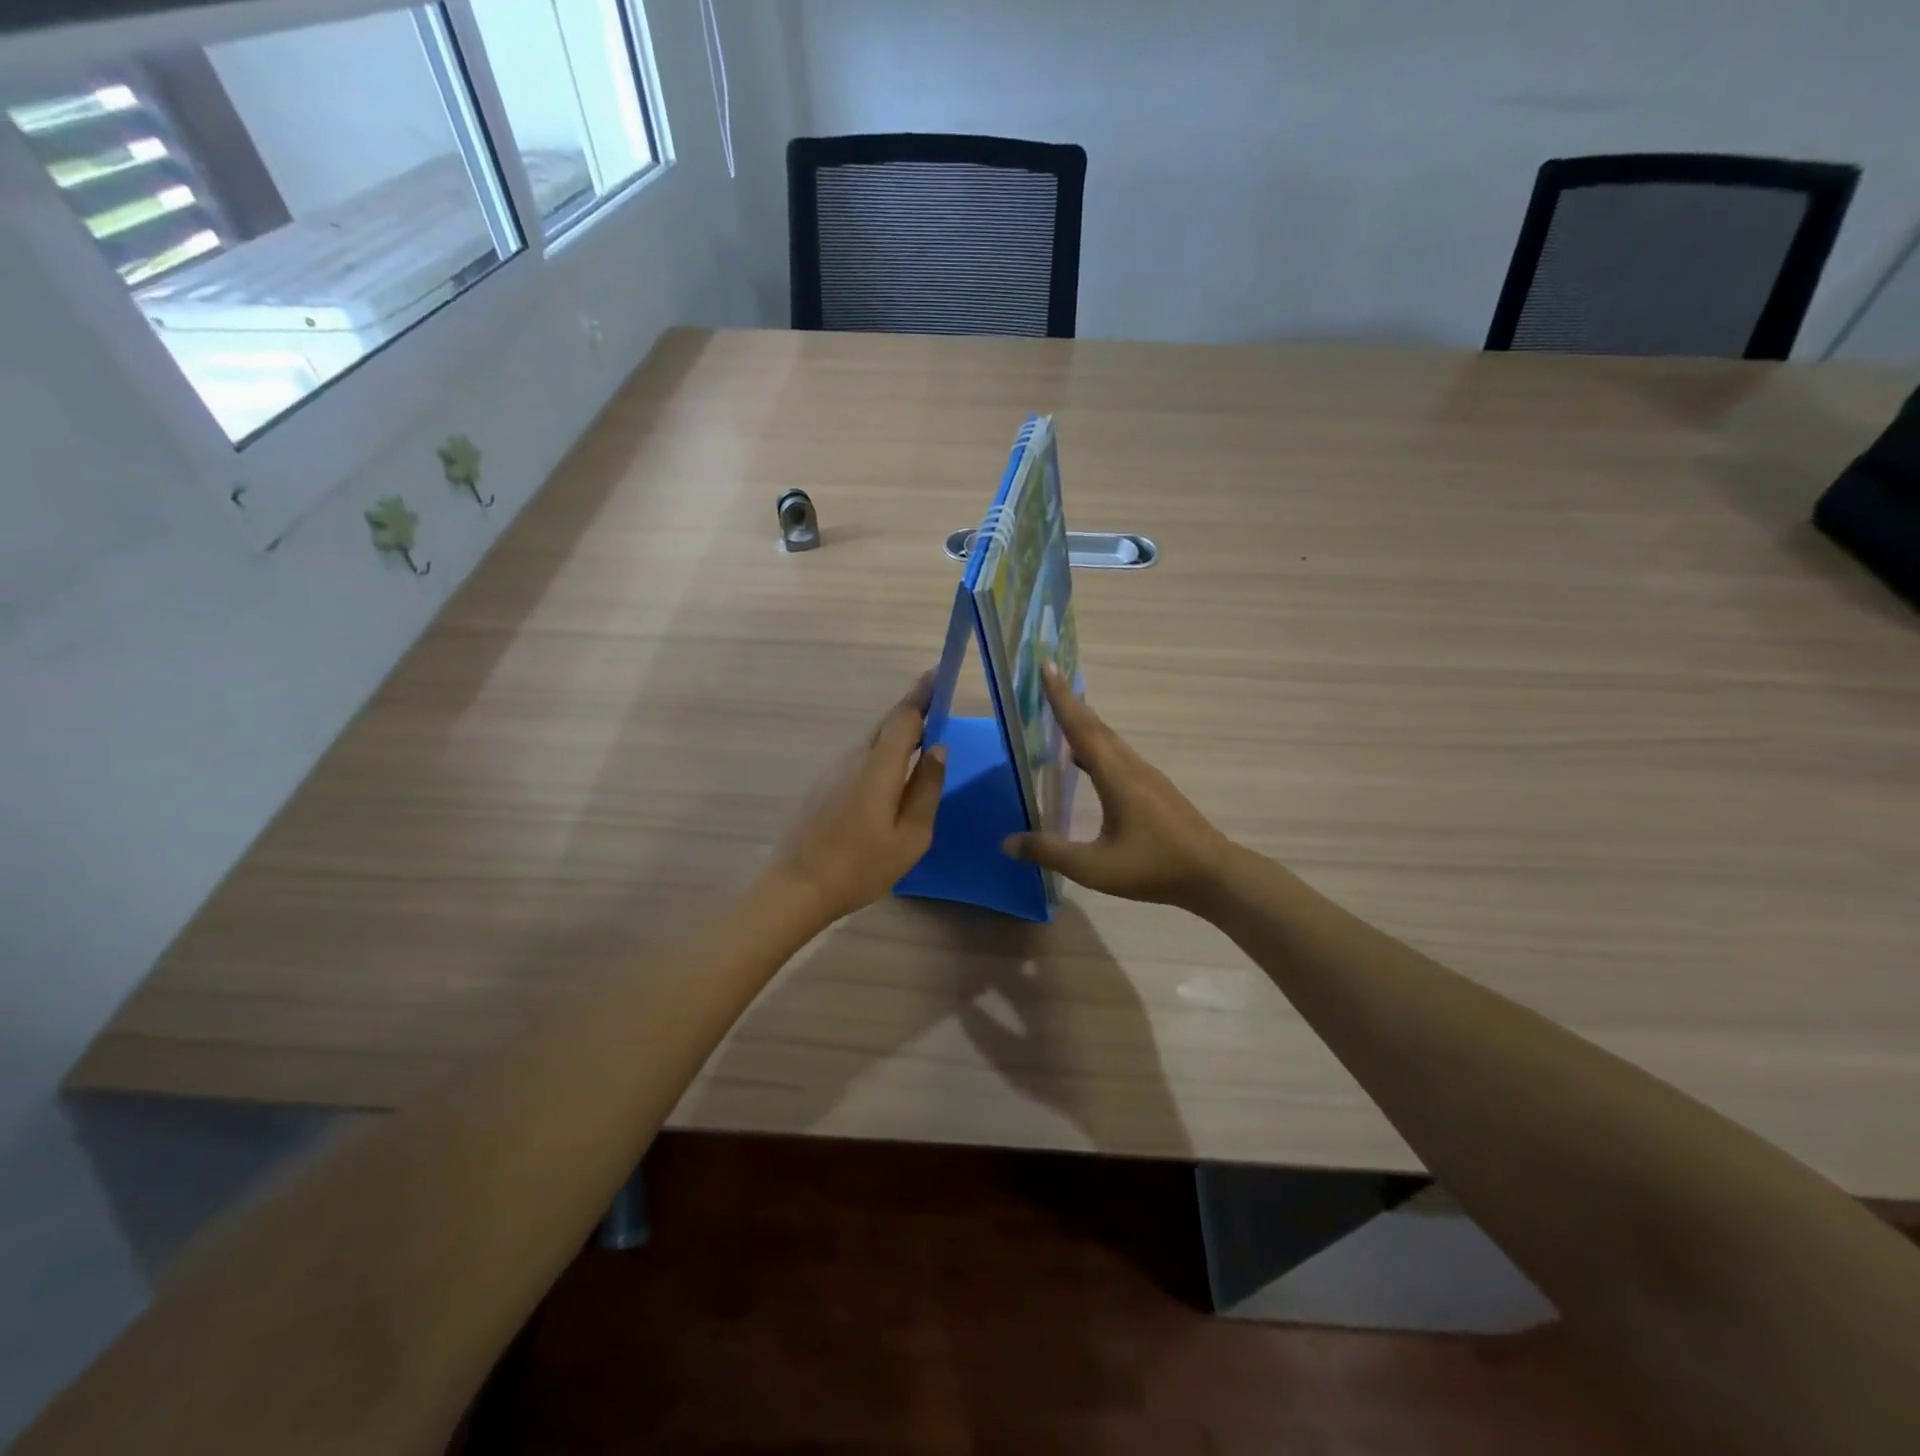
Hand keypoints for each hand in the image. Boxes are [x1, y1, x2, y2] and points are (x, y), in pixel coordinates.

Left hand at [770, 672, 947, 926]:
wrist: (798, 886)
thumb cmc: (861, 866)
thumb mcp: (910, 836)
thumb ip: (927, 790)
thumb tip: (939, 750)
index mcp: (879, 767)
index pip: (905, 716)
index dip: (924, 693)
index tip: (940, 673)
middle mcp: (855, 758)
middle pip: (888, 723)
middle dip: (914, 709)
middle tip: (939, 705)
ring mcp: (835, 770)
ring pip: (874, 741)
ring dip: (899, 735)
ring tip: (923, 742)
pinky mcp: (824, 784)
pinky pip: (861, 758)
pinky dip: (883, 754)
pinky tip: (893, 776)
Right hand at [1004, 665, 1233, 908]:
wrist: (1213, 875)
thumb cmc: (1153, 868)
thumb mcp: (1094, 867)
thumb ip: (1050, 852)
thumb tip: (1008, 843)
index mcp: (1116, 776)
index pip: (1081, 729)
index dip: (1061, 698)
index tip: (1048, 666)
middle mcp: (1131, 767)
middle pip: (1096, 727)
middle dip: (1070, 702)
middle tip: (1049, 680)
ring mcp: (1147, 777)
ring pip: (1110, 741)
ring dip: (1085, 724)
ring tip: (1062, 717)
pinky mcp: (1155, 790)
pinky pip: (1119, 756)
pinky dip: (1097, 747)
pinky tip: (1088, 762)